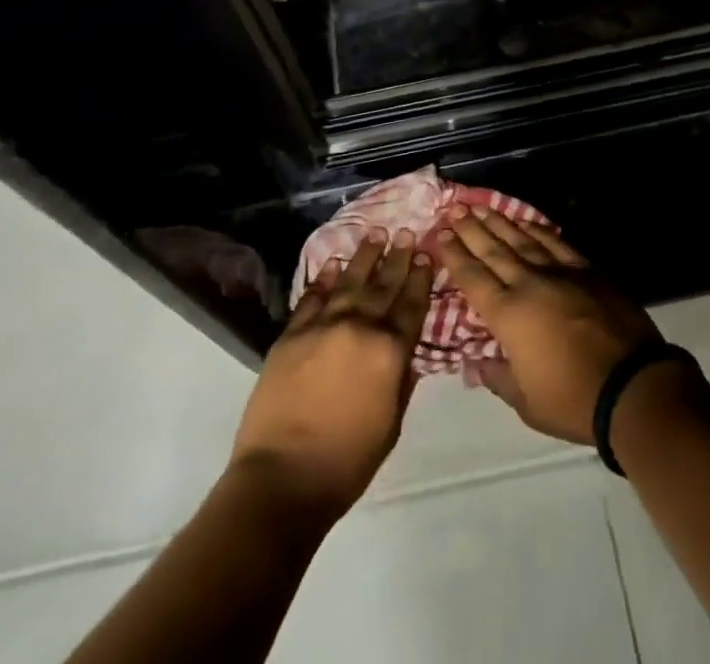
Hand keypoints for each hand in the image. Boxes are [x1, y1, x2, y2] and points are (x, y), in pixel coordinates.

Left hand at [229, 228, 433, 517]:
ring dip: (364, 256)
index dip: (420, 278)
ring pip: (349, 282)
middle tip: (406, 232)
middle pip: (383, 285)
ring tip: (375, 234)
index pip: (411, 305)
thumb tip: (406, 353)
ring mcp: (323, 326)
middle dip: (397, 257)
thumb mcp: (391, 424)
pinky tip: (333, 263)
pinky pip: (312, 297)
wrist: (283, 478)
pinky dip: (324, 278)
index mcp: (389, 352)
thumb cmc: (347, 462)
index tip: (427, 254)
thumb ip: (401, 381)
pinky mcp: (292, 334)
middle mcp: (359, 328)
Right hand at [437, 207, 662, 443]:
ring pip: (522, 240)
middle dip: (471, 229)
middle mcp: (529, 284)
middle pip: (494, 250)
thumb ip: (498, 377)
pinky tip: (527, 221)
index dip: (455, 255)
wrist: (632, 385)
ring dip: (500, 222)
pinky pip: (556, 242)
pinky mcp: (587, 269)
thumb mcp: (526, 403)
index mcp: (508, 315)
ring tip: (482, 206)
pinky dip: (538, 229)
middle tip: (453, 208)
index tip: (439, 234)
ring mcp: (560, 272)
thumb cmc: (573, 401)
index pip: (473, 278)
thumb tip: (477, 361)